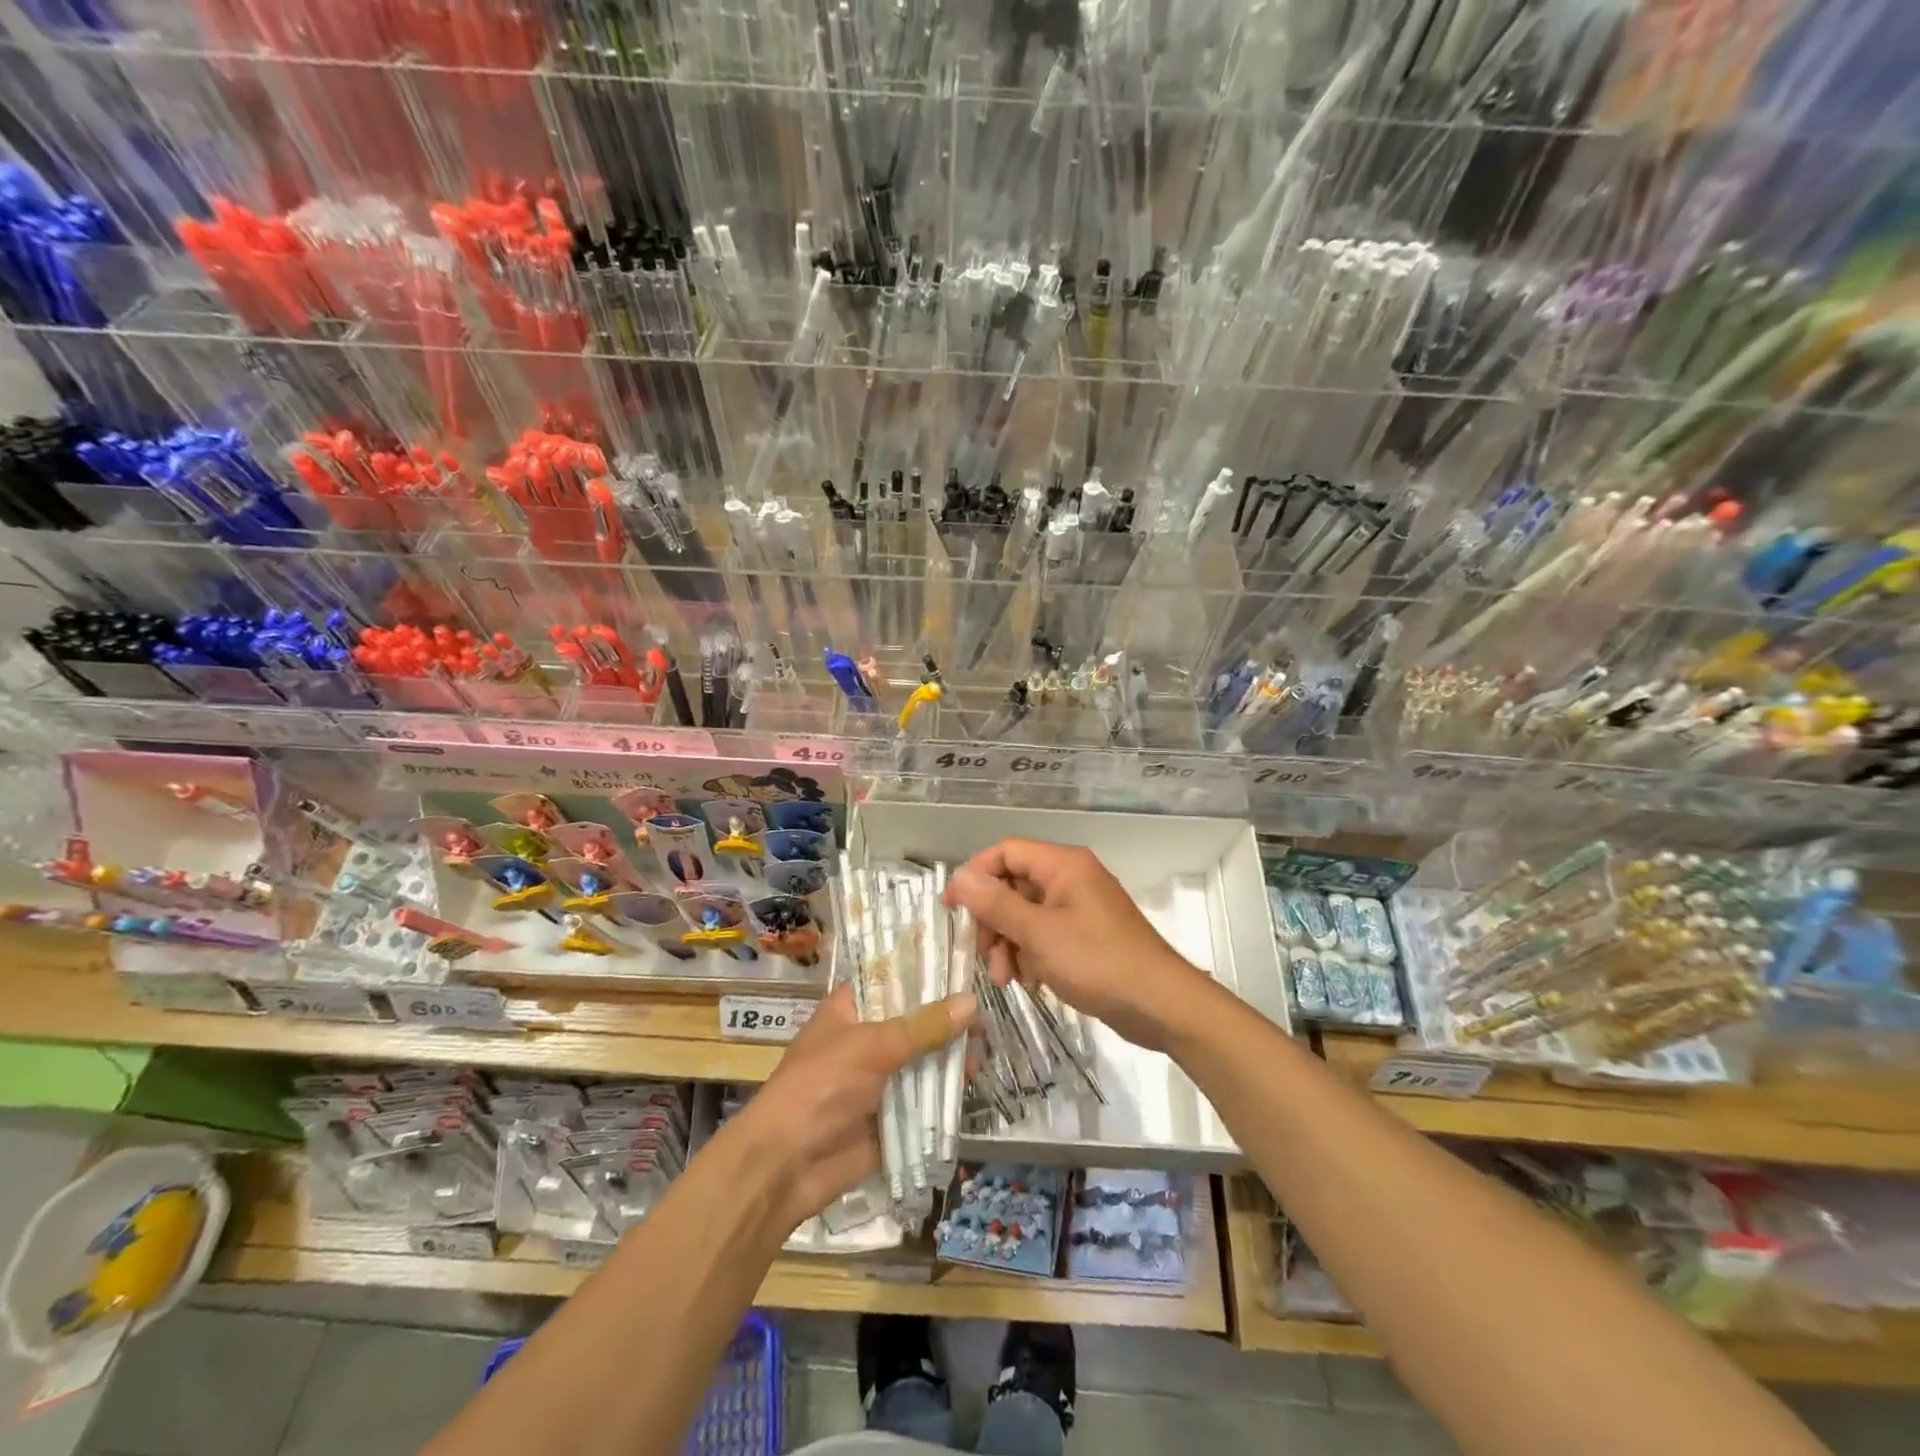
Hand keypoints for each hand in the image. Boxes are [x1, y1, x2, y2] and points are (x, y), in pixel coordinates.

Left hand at [735, 983, 974, 1231]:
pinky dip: (945, 1092)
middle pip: (914, 1021)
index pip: (892, 978)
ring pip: (922, 1059)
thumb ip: (923, 1026)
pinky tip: (973, 1081)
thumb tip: (972, 1002)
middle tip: (987, 1014)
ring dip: (949, 1056)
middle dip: (947, 1019)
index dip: (925, 972)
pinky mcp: (891, 1115)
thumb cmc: (819, 1087)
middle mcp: (866, 1038)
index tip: (965, 964)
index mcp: (850, 1009)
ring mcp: (879, 1078)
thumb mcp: (871, 1047)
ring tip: (985, 1050)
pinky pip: (923, 1098)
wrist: (786, 1166)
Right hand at [944, 838, 1209, 1051]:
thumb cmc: (1098, 962)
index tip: (952, 908)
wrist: (1161, 1005)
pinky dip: (1031, 956)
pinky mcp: (1086, 936)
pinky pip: (1045, 935)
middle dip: (994, 922)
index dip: (975, 875)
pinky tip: (1031, 983)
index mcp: (1063, 865)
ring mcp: (1080, 908)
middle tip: (985, 957)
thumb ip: (996, 904)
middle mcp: (1071, 878)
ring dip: (1010, 945)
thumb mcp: (1039, 934)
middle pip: (1014, 886)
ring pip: (1026, 915)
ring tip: (1008, 979)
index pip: (1006, 853)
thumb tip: (960, 877)